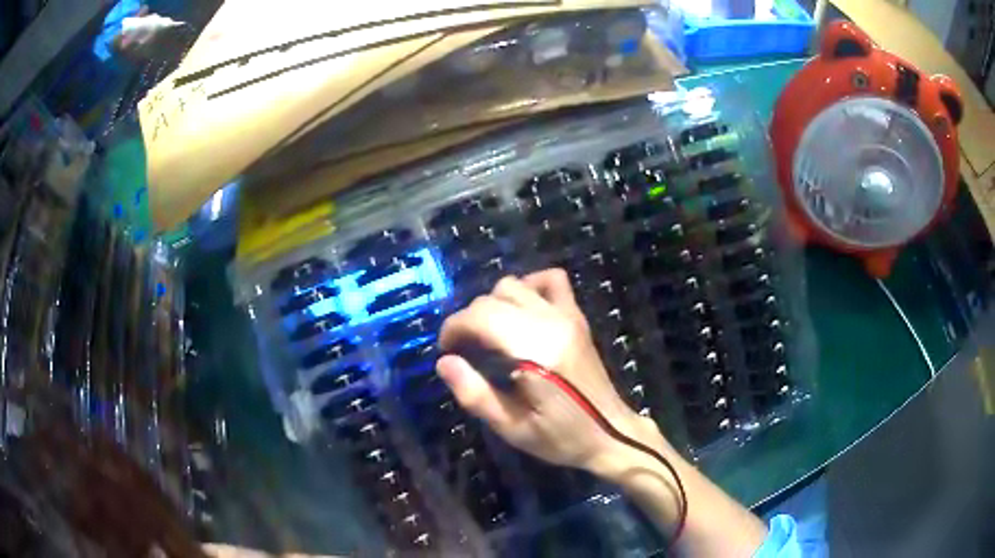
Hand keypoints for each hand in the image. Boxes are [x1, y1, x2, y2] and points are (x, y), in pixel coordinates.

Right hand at [436, 269, 667, 475]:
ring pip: (515, 284)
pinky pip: (551, 280)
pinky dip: (528, 286)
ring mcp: (567, 316)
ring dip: (492, 303)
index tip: (447, 350)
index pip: (480, 316)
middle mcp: (551, 324)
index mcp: (535, 352)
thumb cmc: (560, 437)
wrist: (610, 433)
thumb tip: (444, 362)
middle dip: (469, 319)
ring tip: (488, 333)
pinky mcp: (577, 317)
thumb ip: (475, 394)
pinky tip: (520, 310)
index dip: (454, 328)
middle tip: (465, 349)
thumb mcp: (512, 428)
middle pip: (493, 298)